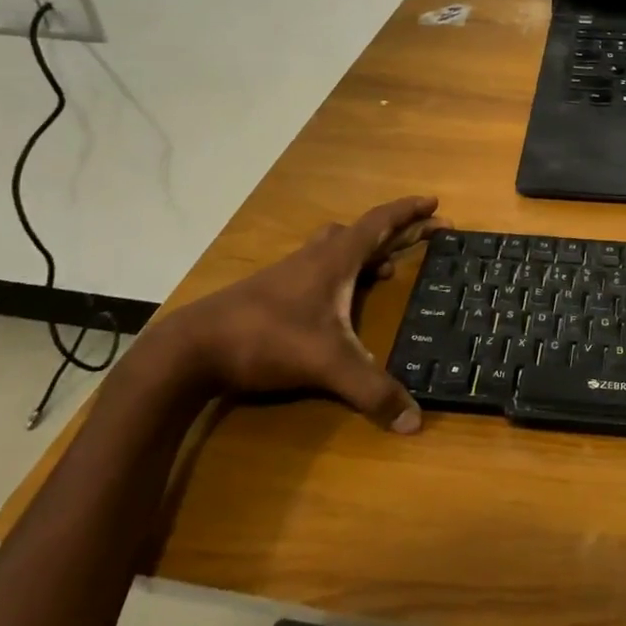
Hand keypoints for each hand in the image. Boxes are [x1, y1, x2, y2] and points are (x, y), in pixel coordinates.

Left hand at [165, 196, 442, 431]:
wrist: (191, 349)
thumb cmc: (267, 339)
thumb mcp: (327, 365)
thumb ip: (372, 391)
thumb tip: (415, 422)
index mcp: (335, 260)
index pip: (379, 222)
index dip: (408, 211)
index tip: (434, 203)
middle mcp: (315, 258)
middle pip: (362, 232)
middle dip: (396, 231)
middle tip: (424, 236)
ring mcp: (290, 273)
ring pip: (336, 248)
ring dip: (366, 251)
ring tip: (388, 268)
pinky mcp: (273, 292)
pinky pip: (319, 268)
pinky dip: (343, 273)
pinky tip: (342, 301)